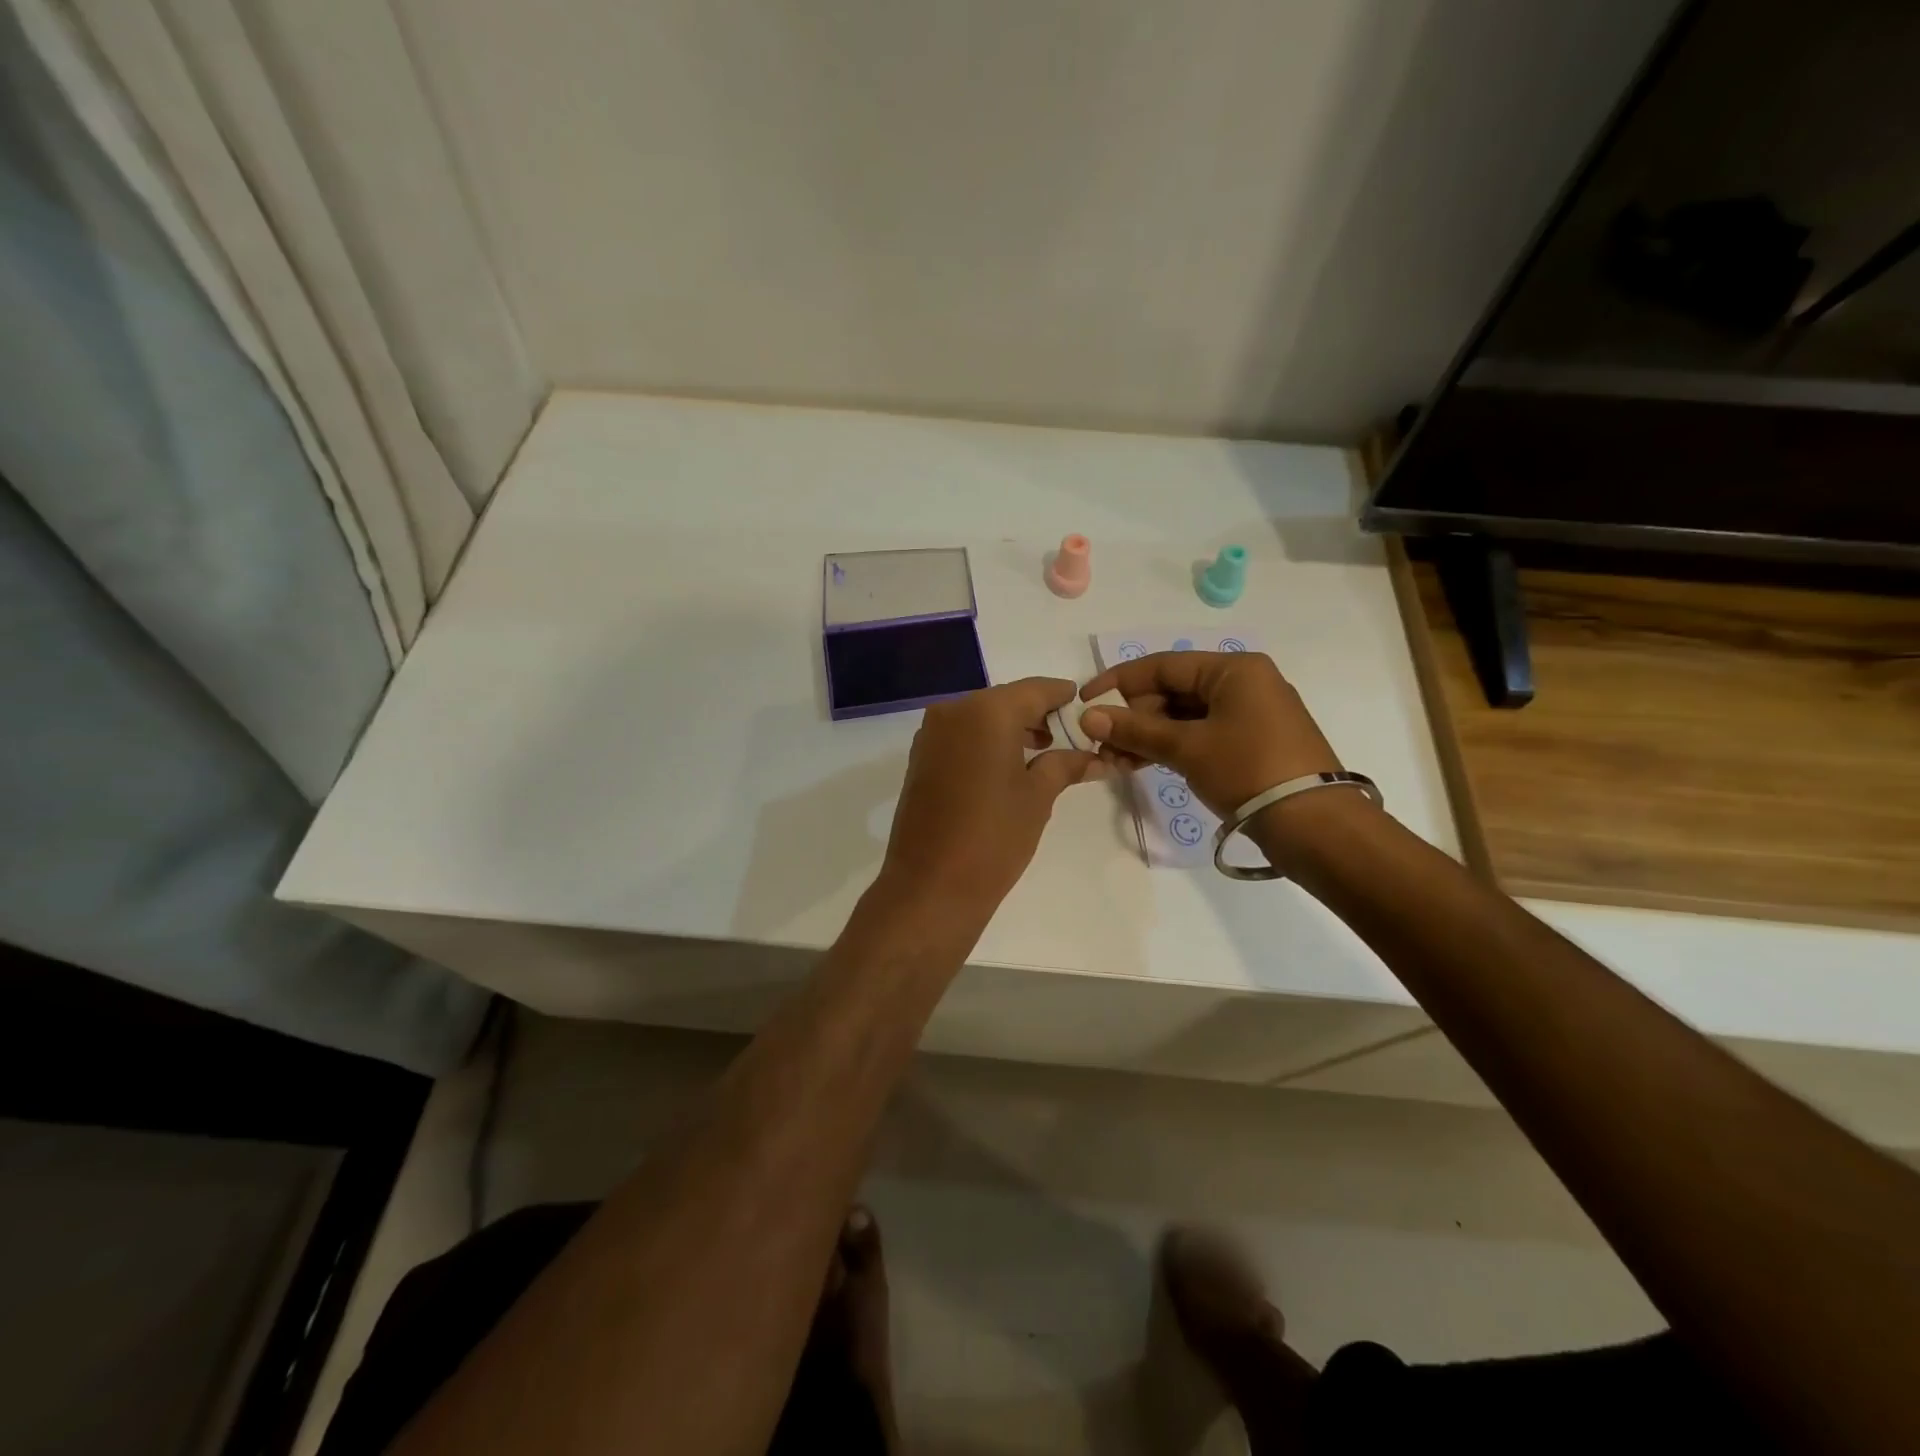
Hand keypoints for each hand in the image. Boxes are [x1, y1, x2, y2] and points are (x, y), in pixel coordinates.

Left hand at [876, 678, 1105, 928]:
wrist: (931, 885)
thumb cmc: (994, 836)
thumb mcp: (1038, 797)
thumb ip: (1065, 764)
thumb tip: (1095, 756)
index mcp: (986, 711)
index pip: (1035, 690)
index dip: (1062, 696)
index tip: (1083, 704)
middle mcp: (953, 711)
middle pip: (1005, 700)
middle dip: (1036, 714)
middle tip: (1067, 735)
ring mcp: (931, 735)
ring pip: (980, 717)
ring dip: (1010, 728)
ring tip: (1042, 752)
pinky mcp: (920, 758)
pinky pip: (960, 736)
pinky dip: (985, 742)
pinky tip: (1005, 766)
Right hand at [1077, 651, 1339, 818]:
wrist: (1315, 825)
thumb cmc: (1249, 770)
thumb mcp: (1187, 748)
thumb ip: (1135, 730)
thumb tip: (1088, 717)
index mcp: (1233, 669)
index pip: (1162, 665)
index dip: (1118, 682)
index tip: (1085, 702)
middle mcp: (1243, 683)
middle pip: (1172, 690)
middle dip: (1133, 717)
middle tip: (1103, 746)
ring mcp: (1249, 714)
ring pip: (1183, 716)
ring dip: (1148, 736)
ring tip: (1117, 761)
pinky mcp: (1251, 742)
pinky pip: (1200, 734)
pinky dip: (1171, 747)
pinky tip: (1142, 764)